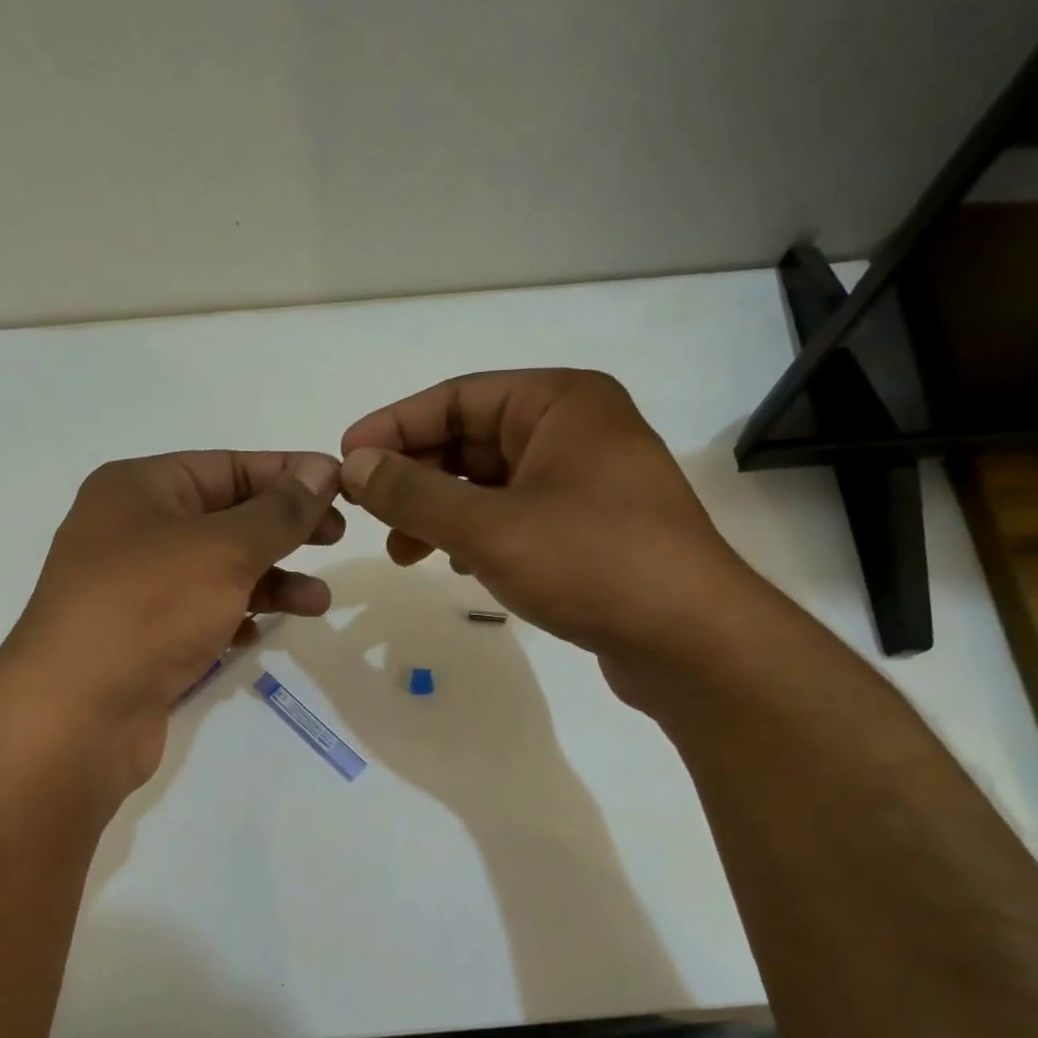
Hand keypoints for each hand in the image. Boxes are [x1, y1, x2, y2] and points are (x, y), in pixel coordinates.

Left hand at [0, 450, 342, 794]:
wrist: (77, 715)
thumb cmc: (149, 609)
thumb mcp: (224, 549)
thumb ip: (280, 511)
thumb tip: (323, 469)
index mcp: (140, 489)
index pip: (229, 466)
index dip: (289, 474)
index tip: (343, 486)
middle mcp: (133, 531)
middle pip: (227, 518)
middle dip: (285, 529)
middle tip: (338, 538)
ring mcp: (136, 589)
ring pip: (219, 572)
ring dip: (271, 582)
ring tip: (318, 602)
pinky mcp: (142, 639)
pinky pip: (201, 615)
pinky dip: (235, 618)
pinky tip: (257, 635)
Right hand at [338, 369, 762, 682]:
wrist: (690, 640)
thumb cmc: (591, 563)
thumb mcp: (490, 526)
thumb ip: (415, 494)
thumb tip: (354, 466)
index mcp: (560, 402)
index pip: (457, 397)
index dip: (394, 427)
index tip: (346, 461)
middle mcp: (576, 430)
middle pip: (472, 439)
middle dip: (416, 477)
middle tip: (367, 514)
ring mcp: (586, 482)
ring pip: (491, 483)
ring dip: (441, 511)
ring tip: (403, 552)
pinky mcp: (589, 530)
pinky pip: (515, 517)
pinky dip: (477, 535)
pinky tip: (454, 564)